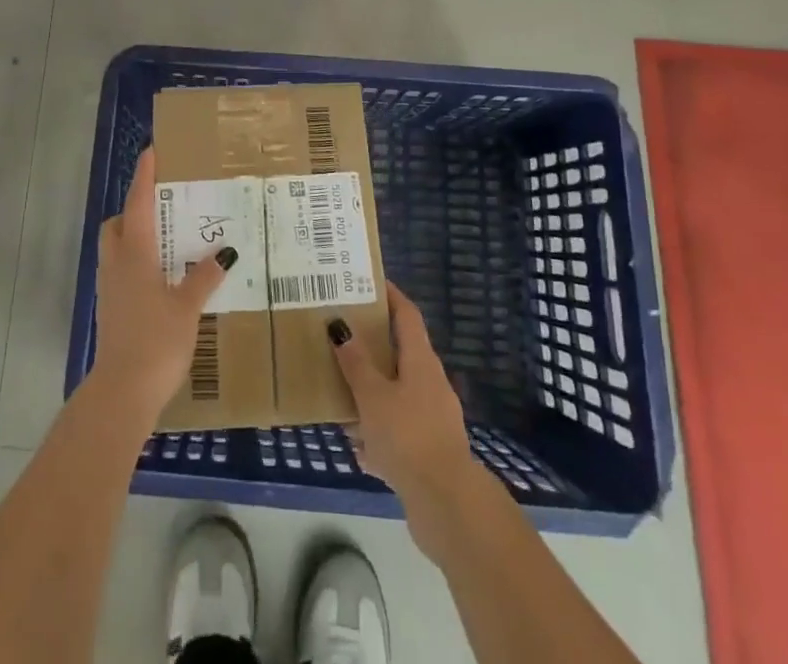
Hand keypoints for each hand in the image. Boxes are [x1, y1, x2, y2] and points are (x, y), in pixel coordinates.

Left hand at [90, 148, 229, 423]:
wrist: (122, 392)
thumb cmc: (156, 341)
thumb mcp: (187, 307)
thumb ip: (203, 277)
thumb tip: (224, 251)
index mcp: (135, 254)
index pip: (138, 203)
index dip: (144, 176)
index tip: (151, 152)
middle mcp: (117, 264)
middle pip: (118, 224)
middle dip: (134, 209)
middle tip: (164, 206)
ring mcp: (109, 288)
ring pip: (117, 248)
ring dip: (135, 236)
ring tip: (167, 240)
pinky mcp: (110, 309)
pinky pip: (121, 271)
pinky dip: (137, 263)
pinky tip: (162, 278)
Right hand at [332, 282, 478, 546]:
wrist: (447, 505)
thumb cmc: (408, 436)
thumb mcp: (372, 396)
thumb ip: (355, 363)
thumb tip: (340, 326)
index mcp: (421, 361)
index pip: (407, 315)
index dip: (391, 296)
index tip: (370, 283)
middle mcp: (431, 384)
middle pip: (401, 353)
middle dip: (373, 346)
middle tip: (343, 335)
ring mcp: (433, 419)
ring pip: (397, 394)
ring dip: (373, 392)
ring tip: (341, 392)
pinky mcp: (429, 452)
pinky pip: (399, 430)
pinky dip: (379, 432)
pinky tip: (358, 447)